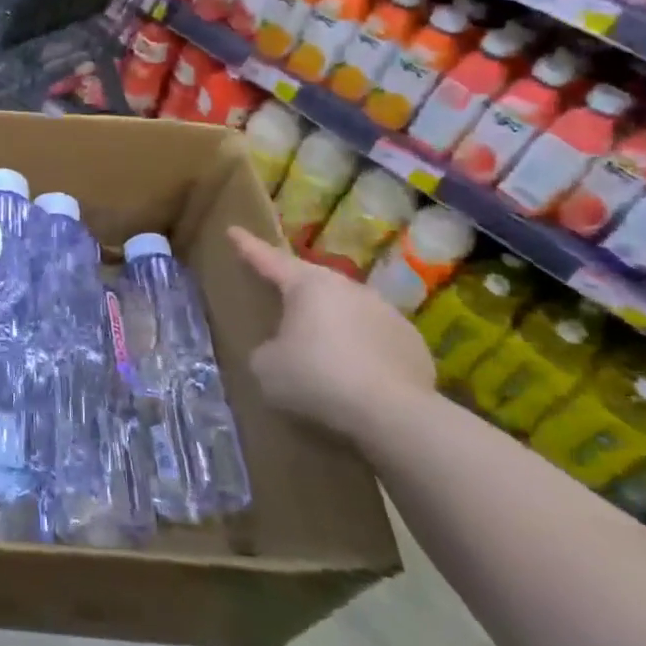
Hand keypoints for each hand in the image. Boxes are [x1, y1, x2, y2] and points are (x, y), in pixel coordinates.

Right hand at [227, 227, 434, 445]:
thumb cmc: (316, 378)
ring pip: (347, 308)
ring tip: (319, 346)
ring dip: (331, 321)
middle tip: (278, 295)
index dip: (247, 246)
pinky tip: (355, 373)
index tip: (233, 230)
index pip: (269, 259)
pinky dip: (360, 348)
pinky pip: (374, 337)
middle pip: (312, 282)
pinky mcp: (412, 342)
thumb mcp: (265, 366)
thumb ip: (266, 348)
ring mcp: (386, 313)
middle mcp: (348, 288)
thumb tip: (279, 351)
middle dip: (294, 288)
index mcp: (308, 285)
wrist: (393, 415)